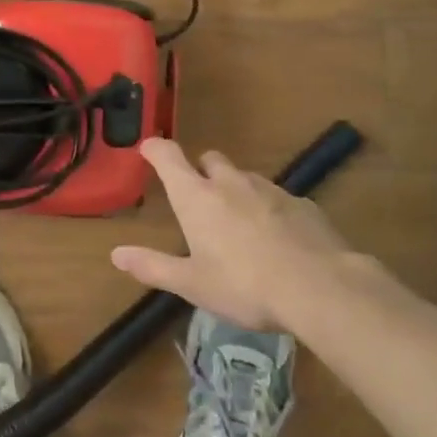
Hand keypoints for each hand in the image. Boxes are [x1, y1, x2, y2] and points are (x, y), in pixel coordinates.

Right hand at [110, 139, 358, 330]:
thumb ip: (153, 266)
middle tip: (199, 198)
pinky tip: (276, 238)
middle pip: (210, 159)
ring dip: (236, 190)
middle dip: (200, 170)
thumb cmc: (244, 286)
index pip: (169, 157)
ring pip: (245, 177)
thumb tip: (116, 254)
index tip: (148, 148)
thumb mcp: (192, 283)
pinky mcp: (302, 203)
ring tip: (239, 223)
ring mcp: (270, 189)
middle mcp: (231, 183)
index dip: (156, 149)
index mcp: (197, 198)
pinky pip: (277, 197)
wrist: (320, 288)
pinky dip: (269, 209)